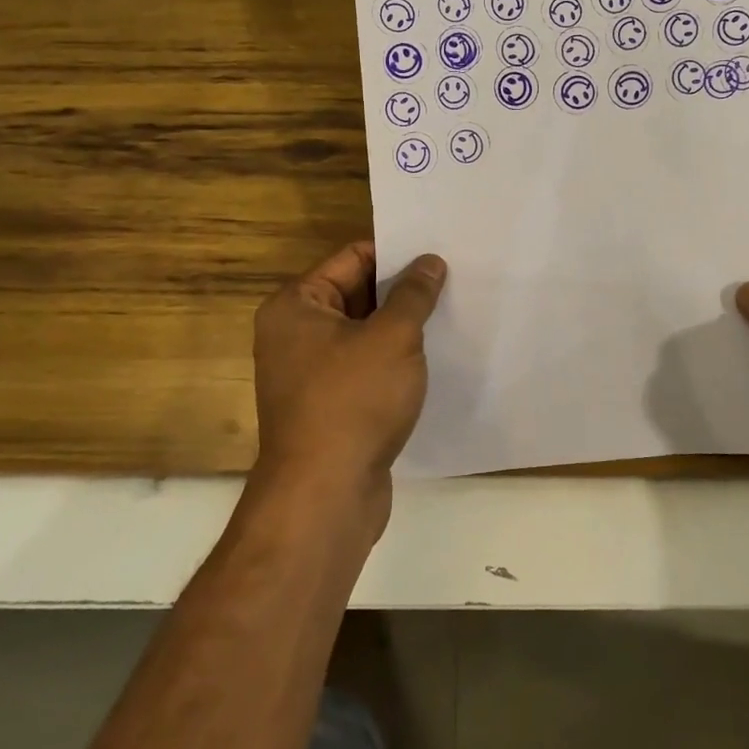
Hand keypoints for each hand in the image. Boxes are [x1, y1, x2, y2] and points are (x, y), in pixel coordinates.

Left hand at [252, 241, 446, 519]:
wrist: (325, 495)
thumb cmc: (353, 401)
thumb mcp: (393, 337)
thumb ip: (413, 294)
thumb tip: (429, 262)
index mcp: (297, 306)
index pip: (352, 258)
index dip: (396, 253)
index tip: (438, 252)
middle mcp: (295, 334)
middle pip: (357, 294)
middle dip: (402, 290)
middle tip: (453, 279)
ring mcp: (310, 373)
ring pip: (364, 334)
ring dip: (401, 327)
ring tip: (452, 312)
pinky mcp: (329, 406)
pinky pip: (365, 367)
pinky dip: (394, 361)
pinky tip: (433, 357)